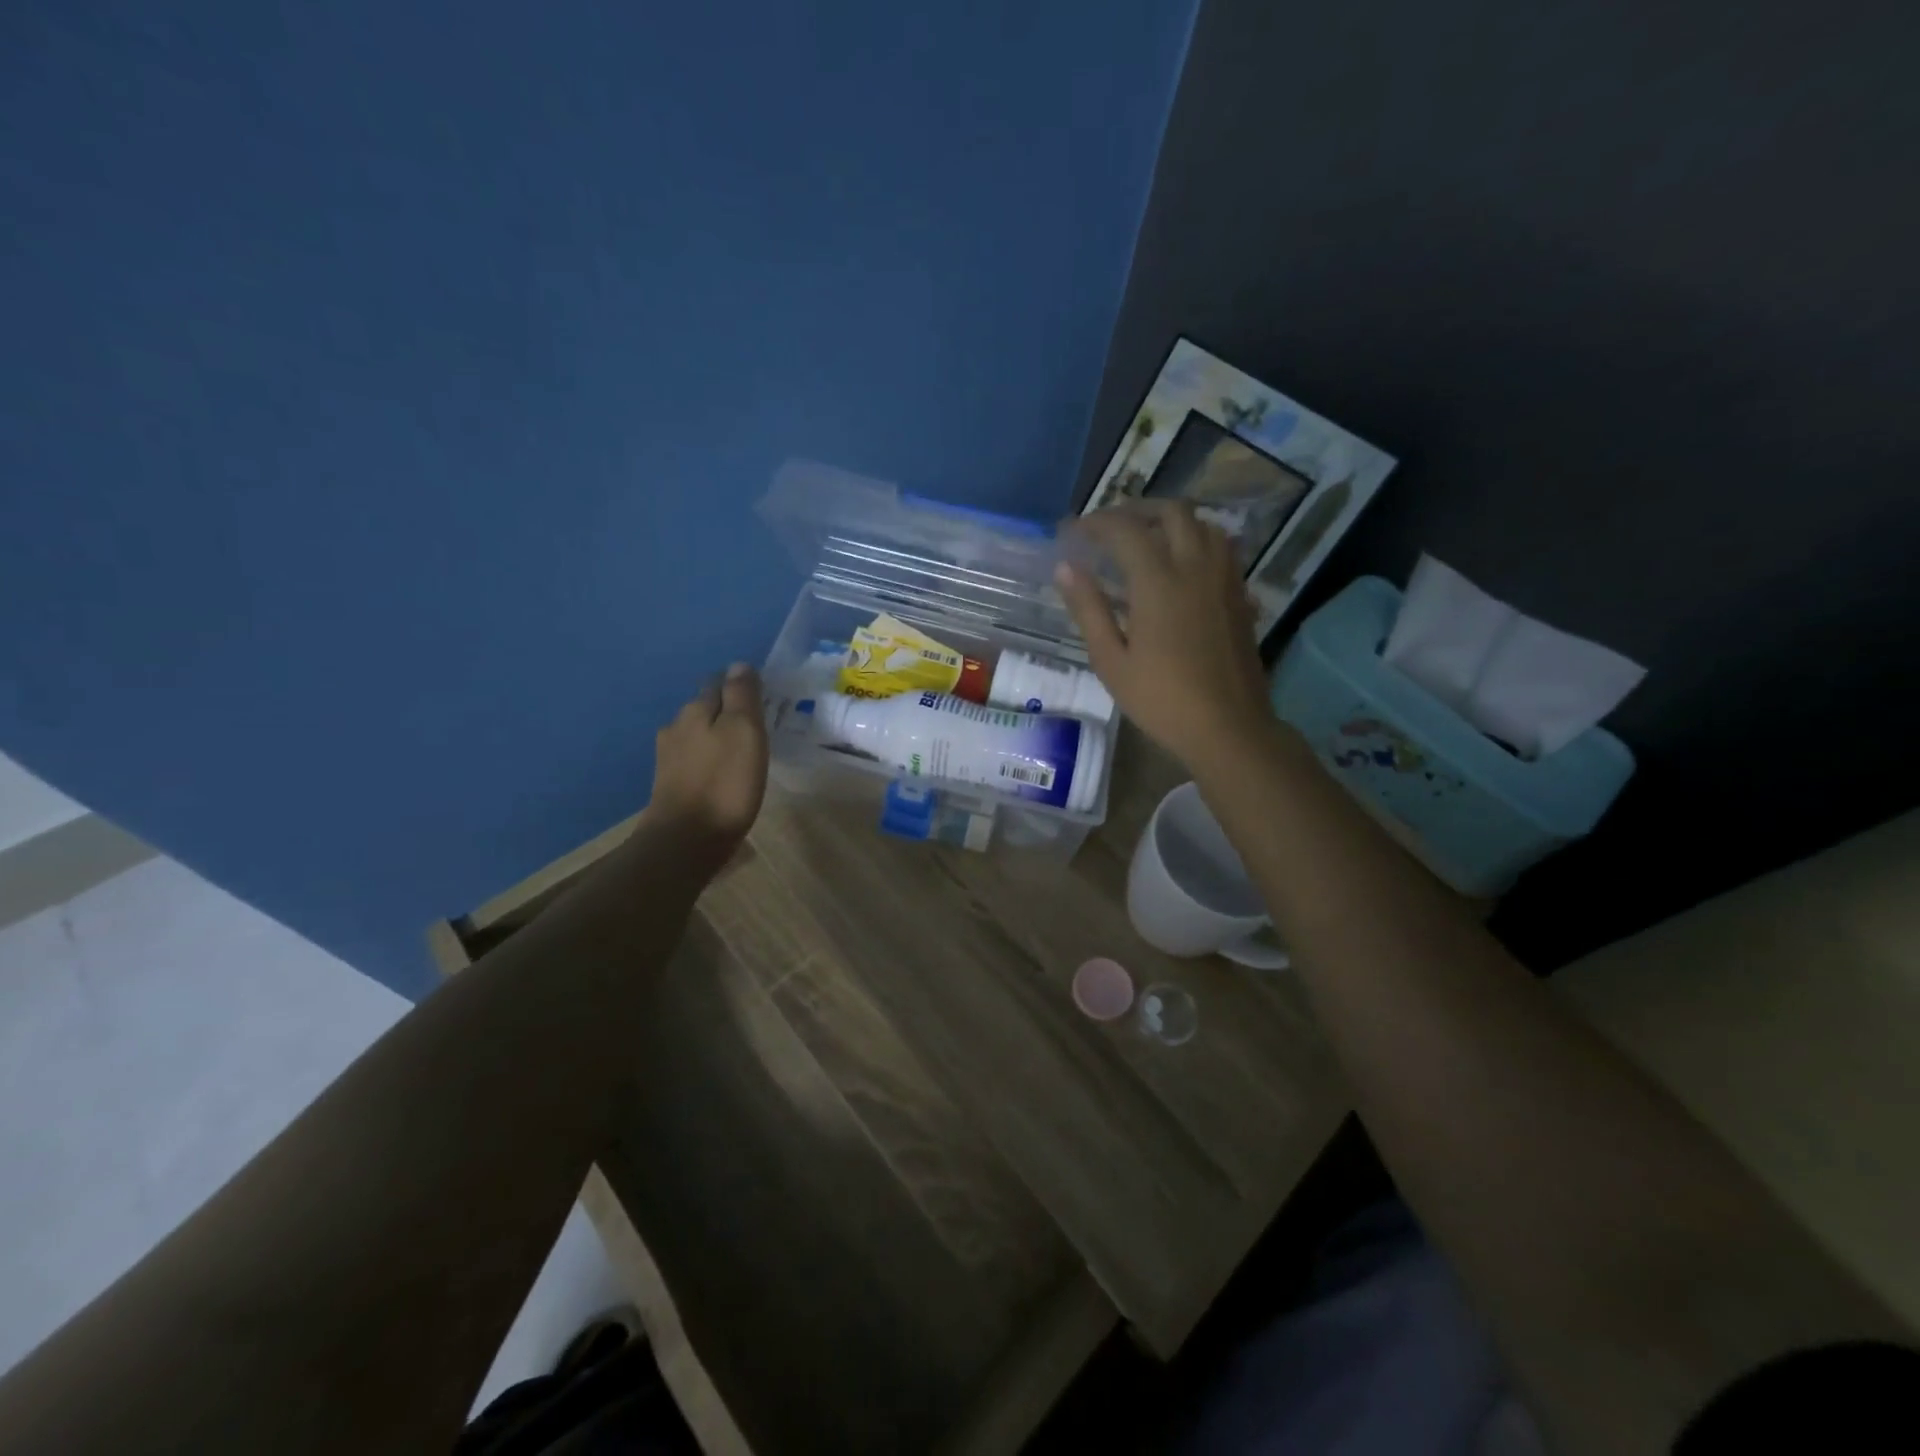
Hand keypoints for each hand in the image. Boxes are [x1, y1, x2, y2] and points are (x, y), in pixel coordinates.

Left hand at [648, 663, 768, 858]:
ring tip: (744, 751)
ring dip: (718, 738)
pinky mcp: (670, 785)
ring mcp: (669, 758)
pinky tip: (724, 774)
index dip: (741, 686)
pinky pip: (696, 761)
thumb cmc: (724, 782)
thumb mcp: (744, 731)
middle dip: (729, 711)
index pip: (719, 682)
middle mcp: (676, 727)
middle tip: (758, 725)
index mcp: (695, 710)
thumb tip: (739, 664)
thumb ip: (742, 695)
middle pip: (706, 708)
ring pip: (699, 735)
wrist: (686, 841)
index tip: (763, 697)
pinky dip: (711, 761)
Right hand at [1055, 502, 1276, 771]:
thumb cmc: (1161, 700)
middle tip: (1111, 527)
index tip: (1073, 531)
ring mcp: (1224, 579)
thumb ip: (1088, 609)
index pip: (1124, 529)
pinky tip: (1181, 567)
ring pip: (1203, 524)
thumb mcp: (1111, 661)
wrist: (1228, 727)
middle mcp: (1195, 567)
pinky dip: (1196, 541)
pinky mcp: (1240, 595)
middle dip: (1137, 510)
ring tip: (1147, 540)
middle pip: (1171, 512)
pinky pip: (1221, 548)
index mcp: (1158, 581)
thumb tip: (1066, 568)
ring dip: (1172, 521)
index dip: (1095, 523)